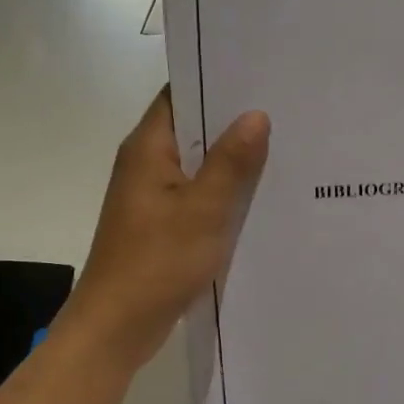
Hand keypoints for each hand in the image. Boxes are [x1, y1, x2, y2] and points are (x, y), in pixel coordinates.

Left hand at [63, 86, 269, 371]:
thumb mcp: (203, 210)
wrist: (117, 327)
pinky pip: (198, 196)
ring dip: (233, 161)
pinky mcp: (162, 224)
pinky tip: (261, 197)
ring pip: (199, 165)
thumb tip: (256, 115)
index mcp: (148, 148)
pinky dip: (224, 193)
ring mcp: (153, 196)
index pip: (180, 94)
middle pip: (194, 129)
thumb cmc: (157, 263)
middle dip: (235, 122)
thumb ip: (231, 162)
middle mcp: (147, 164)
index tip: (261, 76)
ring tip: (285, 147)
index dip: (216, 81)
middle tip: (286, 111)